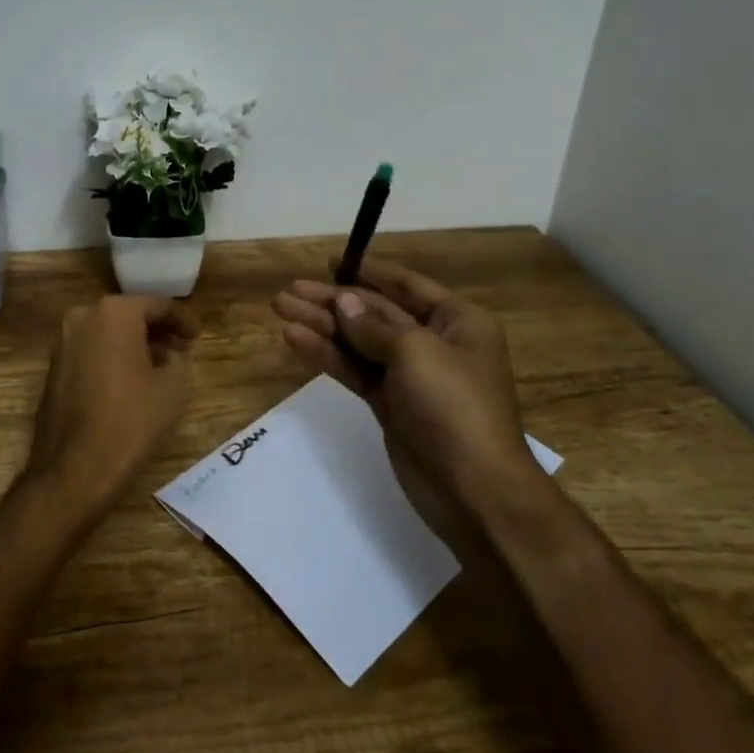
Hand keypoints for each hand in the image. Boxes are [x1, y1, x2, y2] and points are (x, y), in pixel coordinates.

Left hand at [24, 294, 196, 510]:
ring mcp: (63, 342)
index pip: (157, 305)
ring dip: (133, 343)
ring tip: (159, 365)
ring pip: (107, 333)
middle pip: (129, 315)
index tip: (197, 336)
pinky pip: (91, 351)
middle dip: (156, 330)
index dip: (182, 319)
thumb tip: (168, 355)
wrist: (73, 469)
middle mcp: (83, 317)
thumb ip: (176, 360)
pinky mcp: (53, 368)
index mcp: (114, 313)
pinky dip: (112, 357)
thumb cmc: (131, 421)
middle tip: (181, 348)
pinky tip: (130, 379)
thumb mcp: (173, 388)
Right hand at [273, 260, 539, 513]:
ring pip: (359, 341)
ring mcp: (409, 376)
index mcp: (456, 321)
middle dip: (332, 300)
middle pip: (375, 312)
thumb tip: (342, 302)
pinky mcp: (389, 404)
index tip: (330, 262)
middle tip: (288, 291)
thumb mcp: (415, 352)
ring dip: (321, 325)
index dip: (368, 271)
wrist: (473, 491)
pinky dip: (326, 355)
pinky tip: (295, 339)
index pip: (406, 284)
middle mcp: (433, 342)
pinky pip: (354, 369)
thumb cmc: (453, 406)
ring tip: (280, 308)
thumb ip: (372, 325)